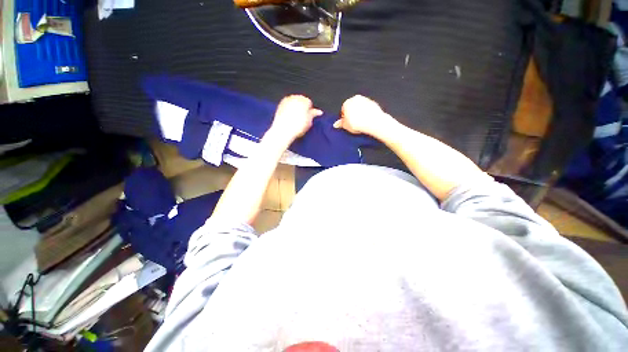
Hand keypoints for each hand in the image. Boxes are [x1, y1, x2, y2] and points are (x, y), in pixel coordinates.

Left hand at [268, 95, 322, 144]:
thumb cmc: (297, 127)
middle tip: (302, 118)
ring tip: (295, 118)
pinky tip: (289, 117)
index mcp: (303, 100)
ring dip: (296, 107)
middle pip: (301, 100)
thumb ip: (314, 114)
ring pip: (294, 102)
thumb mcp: (309, 122)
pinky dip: (289, 109)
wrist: (283, 130)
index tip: (308, 118)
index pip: (309, 103)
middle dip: (302, 107)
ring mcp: (287, 100)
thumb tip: (319, 112)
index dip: (309, 111)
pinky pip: (287, 104)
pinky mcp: (280, 104)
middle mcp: (295, 98)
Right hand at [334, 95, 395, 135]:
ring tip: (361, 122)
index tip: (348, 123)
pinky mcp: (373, 102)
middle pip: (352, 107)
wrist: (373, 122)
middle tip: (354, 123)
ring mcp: (365, 99)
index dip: (345, 118)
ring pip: (360, 107)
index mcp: (347, 103)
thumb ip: (340, 124)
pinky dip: (367, 113)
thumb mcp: (346, 126)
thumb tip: (336, 124)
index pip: (343, 110)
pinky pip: (368, 108)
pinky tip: (367, 120)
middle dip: (352, 114)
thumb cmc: (358, 124)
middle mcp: (355, 98)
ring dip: (360, 113)